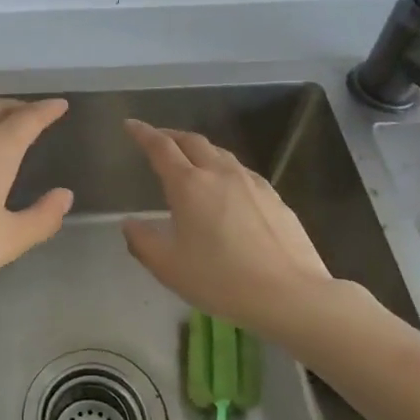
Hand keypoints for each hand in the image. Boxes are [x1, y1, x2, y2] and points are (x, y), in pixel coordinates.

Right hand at [121, 119, 335, 337]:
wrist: (290, 294)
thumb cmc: (220, 280)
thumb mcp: (168, 268)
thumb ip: (142, 242)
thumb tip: (129, 223)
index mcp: (188, 185)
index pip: (160, 147)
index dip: (143, 133)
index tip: (130, 124)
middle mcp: (219, 173)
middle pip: (192, 141)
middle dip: (171, 135)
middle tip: (157, 138)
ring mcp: (251, 183)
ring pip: (219, 153)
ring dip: (199, 149)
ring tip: (190, 159)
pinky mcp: (274, 197)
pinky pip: (241, 171)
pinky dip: (223, 168)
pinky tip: (226, 186)